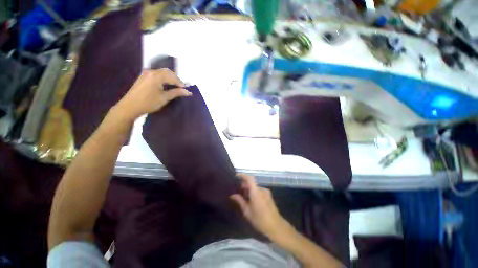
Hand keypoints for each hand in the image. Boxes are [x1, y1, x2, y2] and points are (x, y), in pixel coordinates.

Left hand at [115, 69, 190, 119]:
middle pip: (167, 71)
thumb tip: (188, 92)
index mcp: (157, 76)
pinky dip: (163, 78)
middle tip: (181, 88)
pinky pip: (156, 74)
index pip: (173, 76)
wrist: (130, 107)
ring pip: (162, 72)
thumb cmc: (149, 103)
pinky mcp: (143, 77)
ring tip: (174, 87)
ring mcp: (146, 73)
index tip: (186, 90)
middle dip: (176, 79)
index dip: (180, 83)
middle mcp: (151, 72)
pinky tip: (165, 85)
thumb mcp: (164, 98)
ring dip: (170, 78)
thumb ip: (176, 93)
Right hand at [230, 174, 288, 239]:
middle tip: (237, 190)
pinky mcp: (269, 195)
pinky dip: (254, 192)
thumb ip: (240, 201)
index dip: (243, 175)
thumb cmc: (260, 220)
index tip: (236, 176)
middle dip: (244, 185)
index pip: (249, 178)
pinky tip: (251, 200)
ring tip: (243, 196)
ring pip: (255, 187)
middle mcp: (262, 189)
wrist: (276, 226)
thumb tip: (232, 195)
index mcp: (256, 192)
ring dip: (249, 189)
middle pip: (251, 183)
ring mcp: (266, 192)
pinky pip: (259, 190)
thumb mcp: (247, 211)